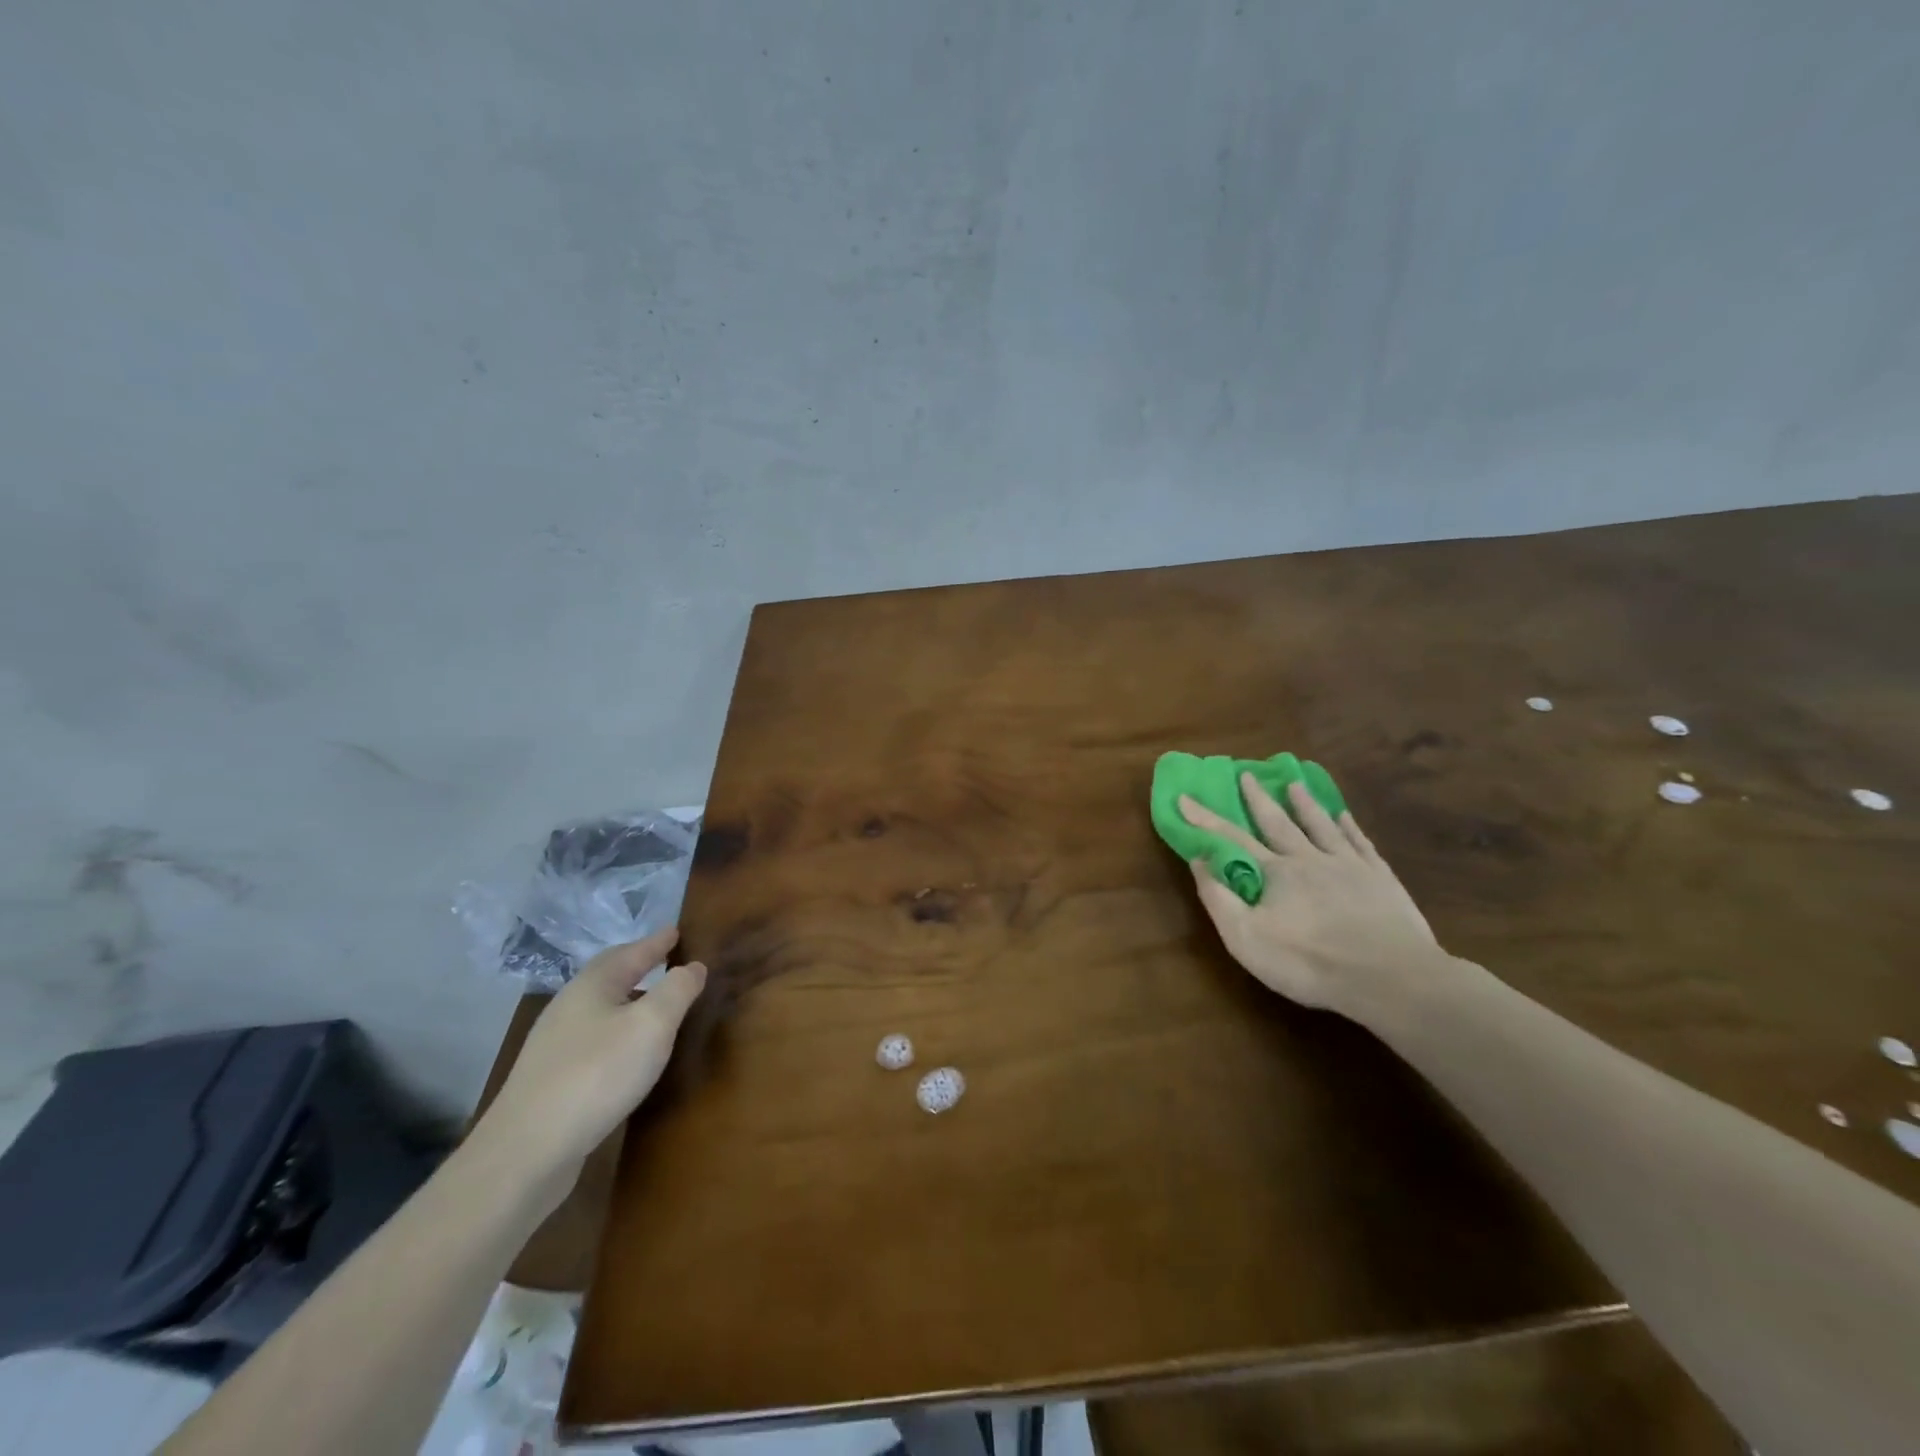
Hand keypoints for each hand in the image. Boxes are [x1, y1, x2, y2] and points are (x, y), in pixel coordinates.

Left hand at [481, 929, 706, 1185]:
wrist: (526, 1152)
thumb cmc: (597, 1074)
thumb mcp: (652, 1025)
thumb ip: (677, 990)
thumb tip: (694, 966)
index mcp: (593, 985)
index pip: (632, 951)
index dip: (657, 942)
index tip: (676, 931)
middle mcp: (569, 1006)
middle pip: (609, 975)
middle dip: (638, 964)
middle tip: (665, 958)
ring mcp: (555, 1044)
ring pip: (600, 1007)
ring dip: (628, 999)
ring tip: (654, 1003)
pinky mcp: (551, 1078)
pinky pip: (593, 1037)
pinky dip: (617, 1030)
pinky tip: (627, 1051)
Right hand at [1180, 776, 1442, 1021]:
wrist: (1390, 978)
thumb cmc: (1309, 962)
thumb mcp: (1246, 938)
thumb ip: (1219, 897)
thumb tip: (1199, 859)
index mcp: (1275, 872)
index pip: (1231, 839)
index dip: (1205, 819)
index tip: (1185, 797)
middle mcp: (1309, 858)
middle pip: (1278, 822)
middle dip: (1257, 799)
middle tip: (1246, 774)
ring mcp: (1349, 865)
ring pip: (1321, 825)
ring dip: (1304, 804)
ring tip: (1294, 784)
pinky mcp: (1381, 879)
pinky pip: (1360, 843)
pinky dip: (1349, 827)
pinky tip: (1344, 817)